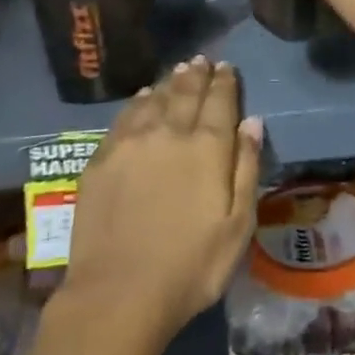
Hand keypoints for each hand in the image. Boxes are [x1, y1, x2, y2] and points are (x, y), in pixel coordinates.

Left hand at [62, 57, 262, 342]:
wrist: (118, 294)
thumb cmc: (190, 267)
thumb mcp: (237, 226)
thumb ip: (246, 169)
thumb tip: (252, 122)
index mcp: (207, 147)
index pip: (219, 101)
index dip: (225, 81)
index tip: (226, 67)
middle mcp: (170, 132)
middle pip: (186, 92)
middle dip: (197, 74)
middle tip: (201, 60)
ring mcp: (132, 142)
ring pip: (155, 98)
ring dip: (170, 82)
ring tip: (178, 71)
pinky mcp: (102, 158)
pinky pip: (125, 116)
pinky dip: (139, 101)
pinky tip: (143, 97)